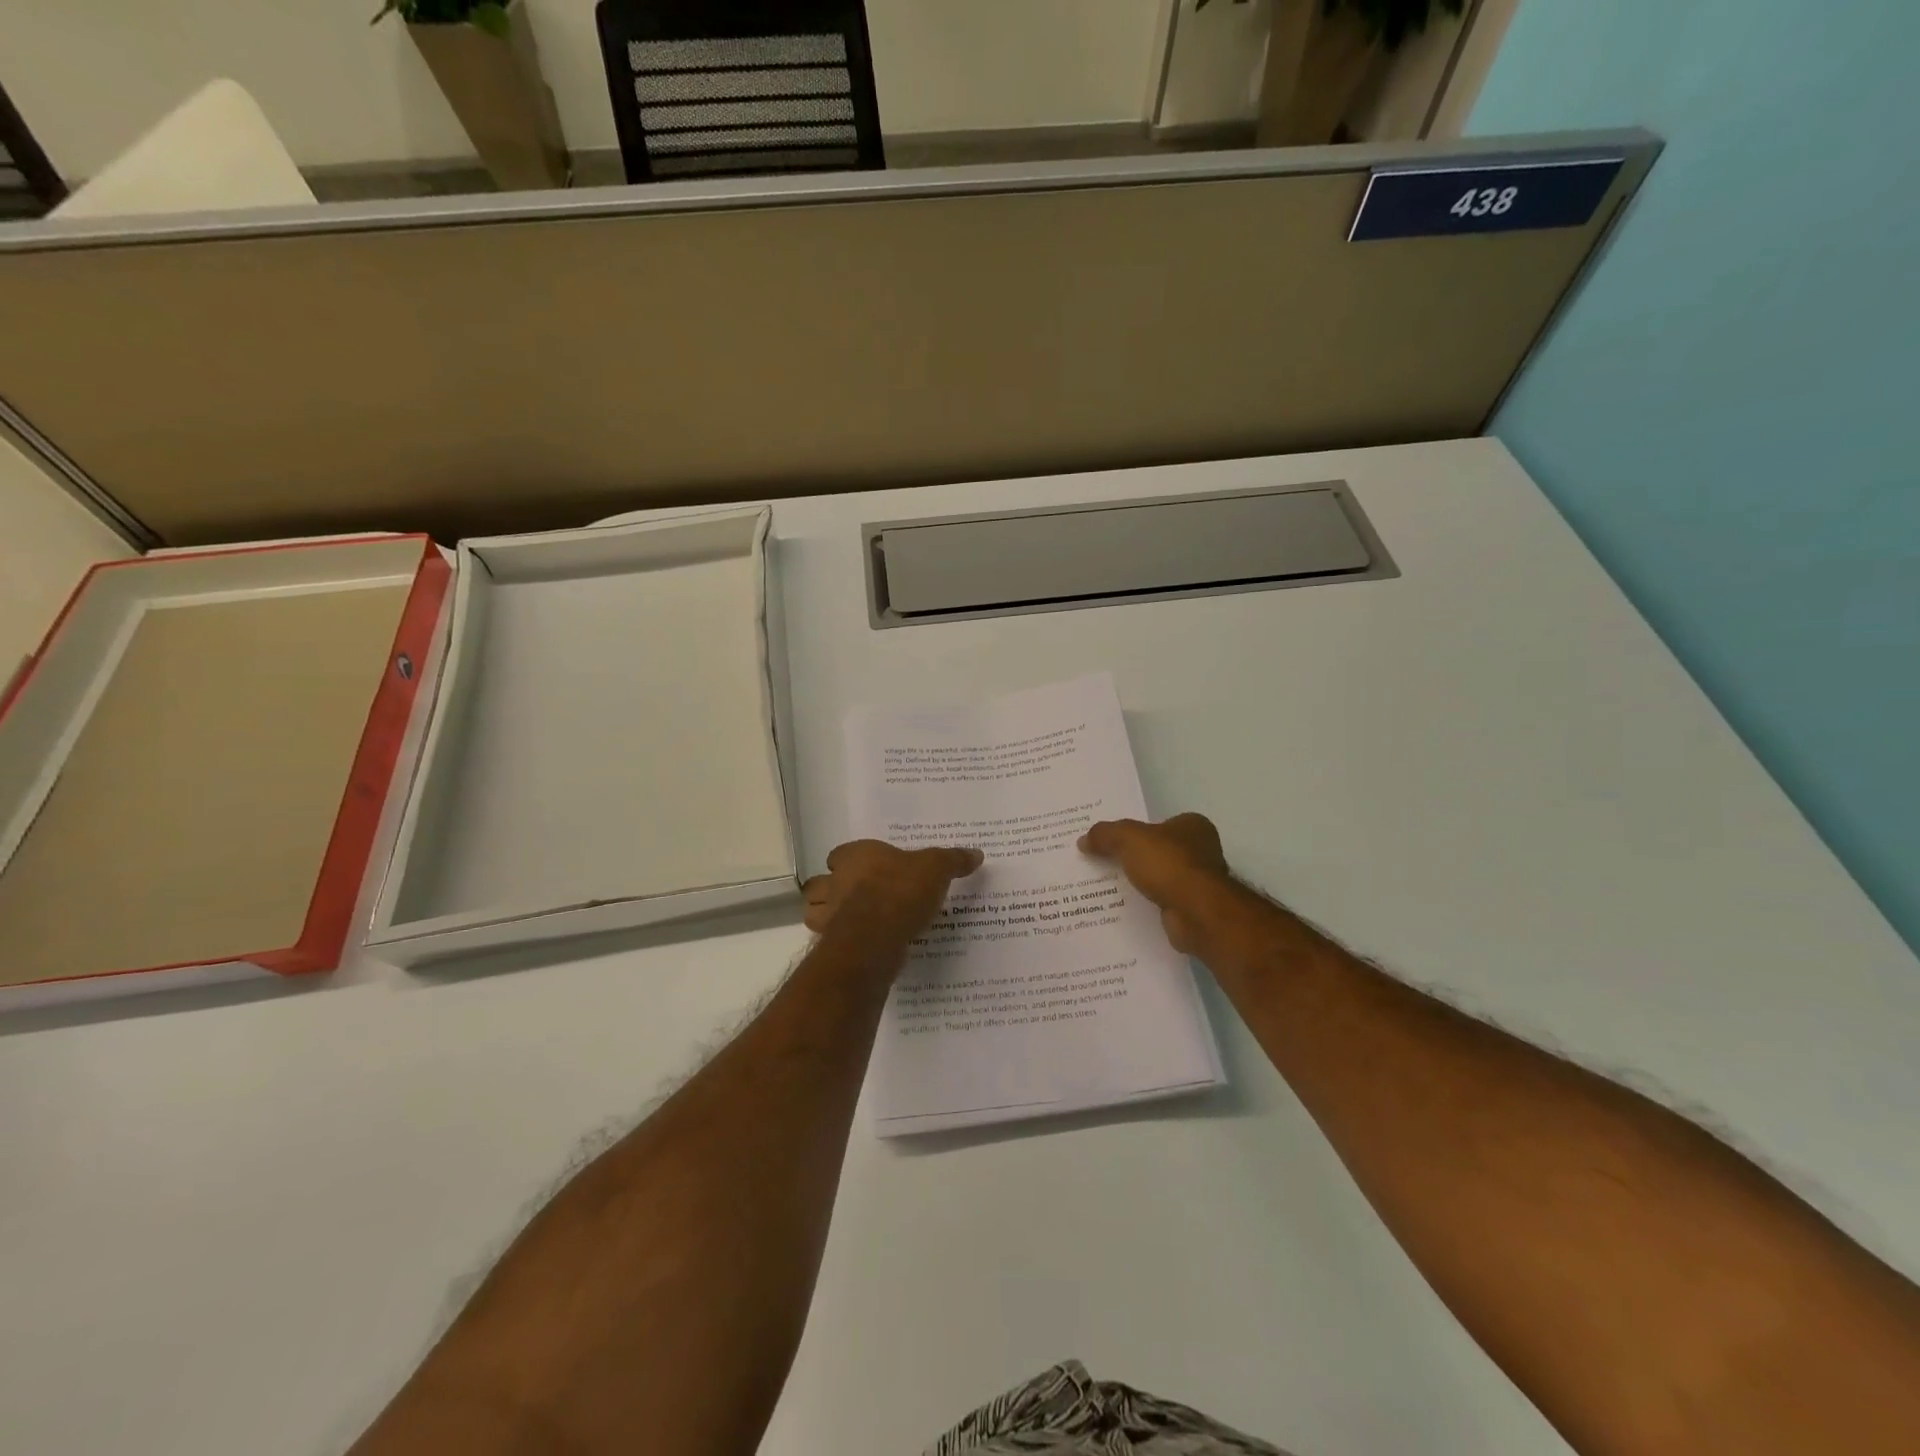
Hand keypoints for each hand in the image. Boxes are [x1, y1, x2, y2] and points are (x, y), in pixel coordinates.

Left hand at [802, 840, 982, 954]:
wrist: (876, 936)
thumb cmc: (901, 890)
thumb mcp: (936, 869)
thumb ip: (953, 860)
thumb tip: (976, 853)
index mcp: (855, 856)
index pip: (841, 854)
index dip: (851, 862)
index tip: (868, 870)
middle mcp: (834, 881)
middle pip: (822, 884)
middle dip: (833, 890)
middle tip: (856, 898)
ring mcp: (828, 914)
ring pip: (817, 913)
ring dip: (829, 918)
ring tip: (855, 924)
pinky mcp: (830, 944)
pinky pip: (831, 941)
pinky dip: (841, 943)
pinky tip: (861, 947)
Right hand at [1078, 813, 1232, 955]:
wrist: (1197, 913)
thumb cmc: (1169, 864)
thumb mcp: (1129, 839)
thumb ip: (1105, 835)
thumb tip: (1083, 840)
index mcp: (1192, 826)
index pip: (1157, 824)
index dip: (1133, 831)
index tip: (1109, 840)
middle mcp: (1201, 851)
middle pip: (1157, 851)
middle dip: (1133, 858)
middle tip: (1101, 861)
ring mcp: (1198, 881)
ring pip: (1158, 877)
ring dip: (1138, 882)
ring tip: (1104, 886)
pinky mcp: (1192, 908)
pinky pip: (1160, 900)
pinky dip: (1144, 903)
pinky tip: (1123, 907)